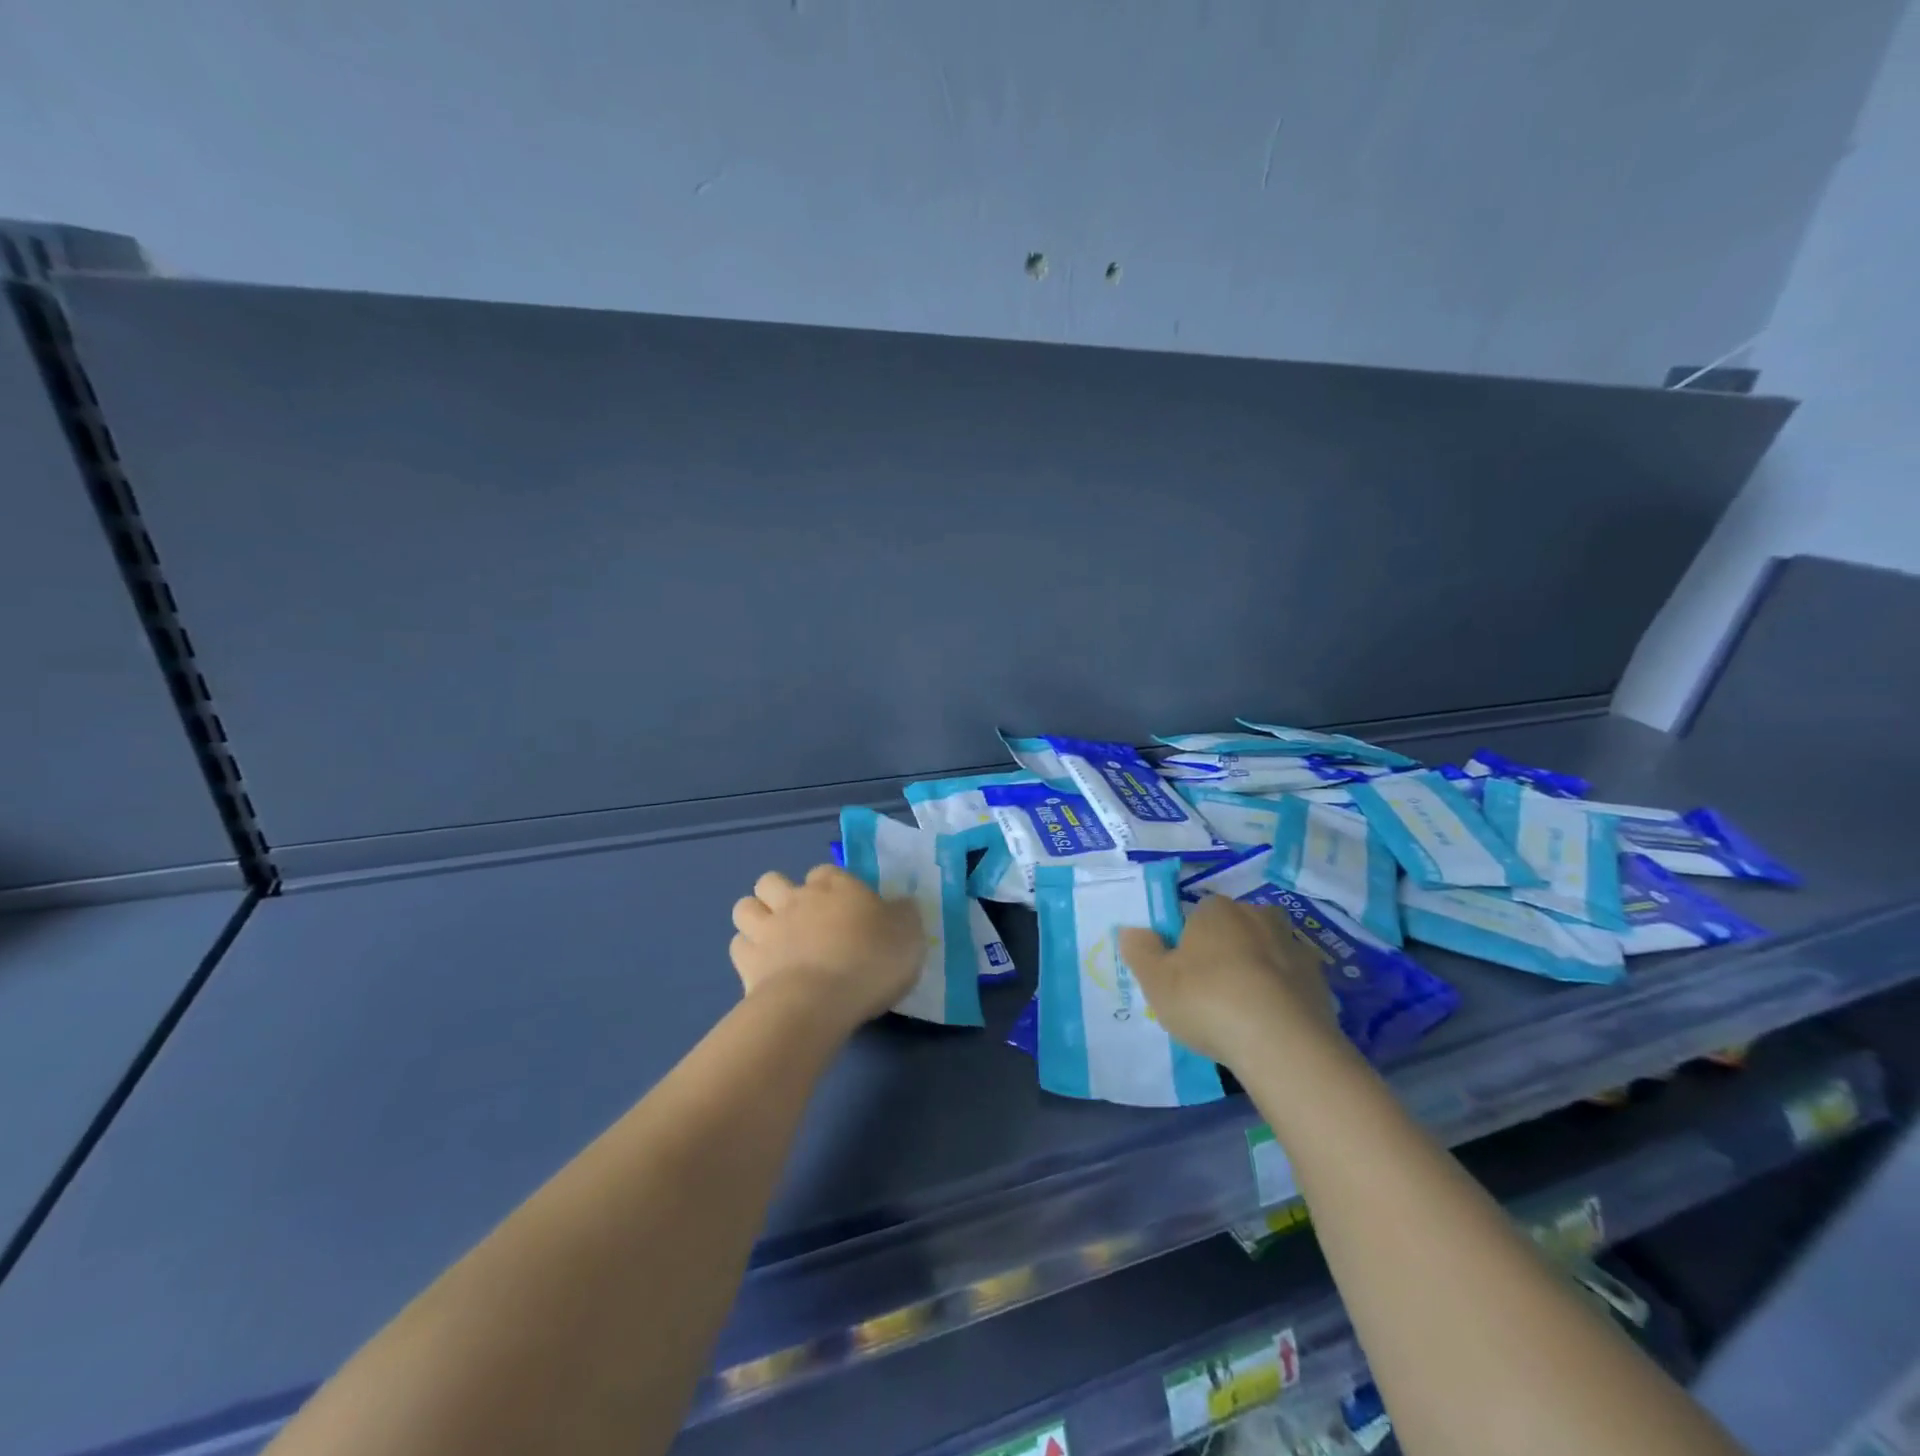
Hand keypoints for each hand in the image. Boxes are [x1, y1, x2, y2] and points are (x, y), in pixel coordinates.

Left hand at [730, 865, 924, 1030]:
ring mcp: (767, 928)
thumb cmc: (871, 961)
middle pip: (772, 880)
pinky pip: (739, 945)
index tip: (843, 907)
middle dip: (780, 893)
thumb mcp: (909, 935)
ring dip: (756, 918)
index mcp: (837, 887)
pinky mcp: (747, 962)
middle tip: (800, 920)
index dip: (830, 886)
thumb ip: (904, 915)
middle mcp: (797, 899)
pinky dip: (749, 953)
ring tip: (774, 939)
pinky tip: (765, 968)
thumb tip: (901, 905)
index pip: (826, 872)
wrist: (820, 1001)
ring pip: (745, 907)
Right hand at [1119, 896, 1339, 1069]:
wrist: (1282, 1043)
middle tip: (1212, 990)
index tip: (1182, 973)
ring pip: (1268, 954)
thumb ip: (1140, 951)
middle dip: (1227, 951)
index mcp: (1217, 909)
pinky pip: (1292, 984)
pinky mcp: (1322, 982)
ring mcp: (1295, 947)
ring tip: (1244, 1013)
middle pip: (1236, 929)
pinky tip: (1270, 1026)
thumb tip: (1131, 931)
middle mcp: (1258, 916)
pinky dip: (1282, 998)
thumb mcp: (1156, 980)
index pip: (1197, 914)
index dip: (1188, 942)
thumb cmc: (1208, 1000)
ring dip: (1258, 973)